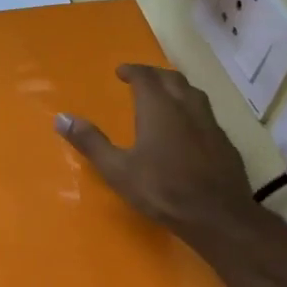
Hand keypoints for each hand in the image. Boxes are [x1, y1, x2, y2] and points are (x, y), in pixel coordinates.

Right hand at [56, 64, 253, 236]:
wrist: (218, 216)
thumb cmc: (162, 190)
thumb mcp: (117, 170)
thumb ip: (91, 142)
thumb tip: (61, 118)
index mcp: (159, 109)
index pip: (145, 77)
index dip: (132, 70)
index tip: (121, 71)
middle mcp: (186, 108)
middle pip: (172, 79)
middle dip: (155, 75)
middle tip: (141, 80)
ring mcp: (210, 124)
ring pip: (193, 93)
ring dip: (176, 88)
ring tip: (165, 96)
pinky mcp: (225, 142)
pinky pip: (207, 114)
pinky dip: (192, 110)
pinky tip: (189, 128)